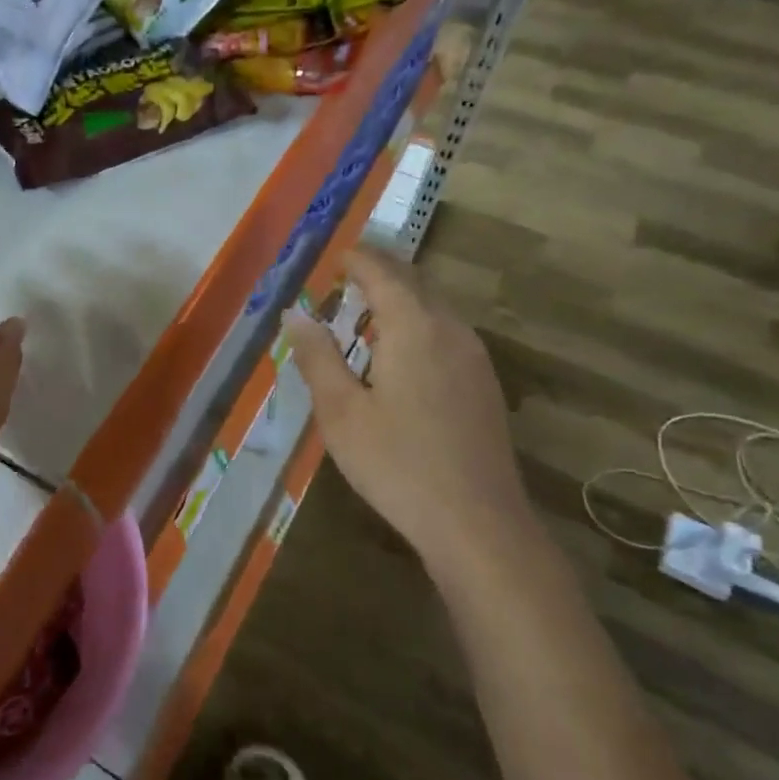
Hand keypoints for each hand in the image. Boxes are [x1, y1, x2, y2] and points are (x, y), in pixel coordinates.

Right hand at [283, 247, 530, 574]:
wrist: (478, 524)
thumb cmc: (397, 464)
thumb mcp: (341, 411)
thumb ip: (317, 357)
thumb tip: (294, 313)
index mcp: (414, 329)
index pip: (384, 274)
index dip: (358, 259)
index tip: (334, 255)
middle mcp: (451, 331)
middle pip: (415, 283)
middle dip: (380, 272)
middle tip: (345, 275)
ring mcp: (475, 358)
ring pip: (435, 308)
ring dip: (401, 298)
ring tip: (365, 310)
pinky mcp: (484, 384)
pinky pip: (447, 332)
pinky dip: (418, 323)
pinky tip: (399, 352)